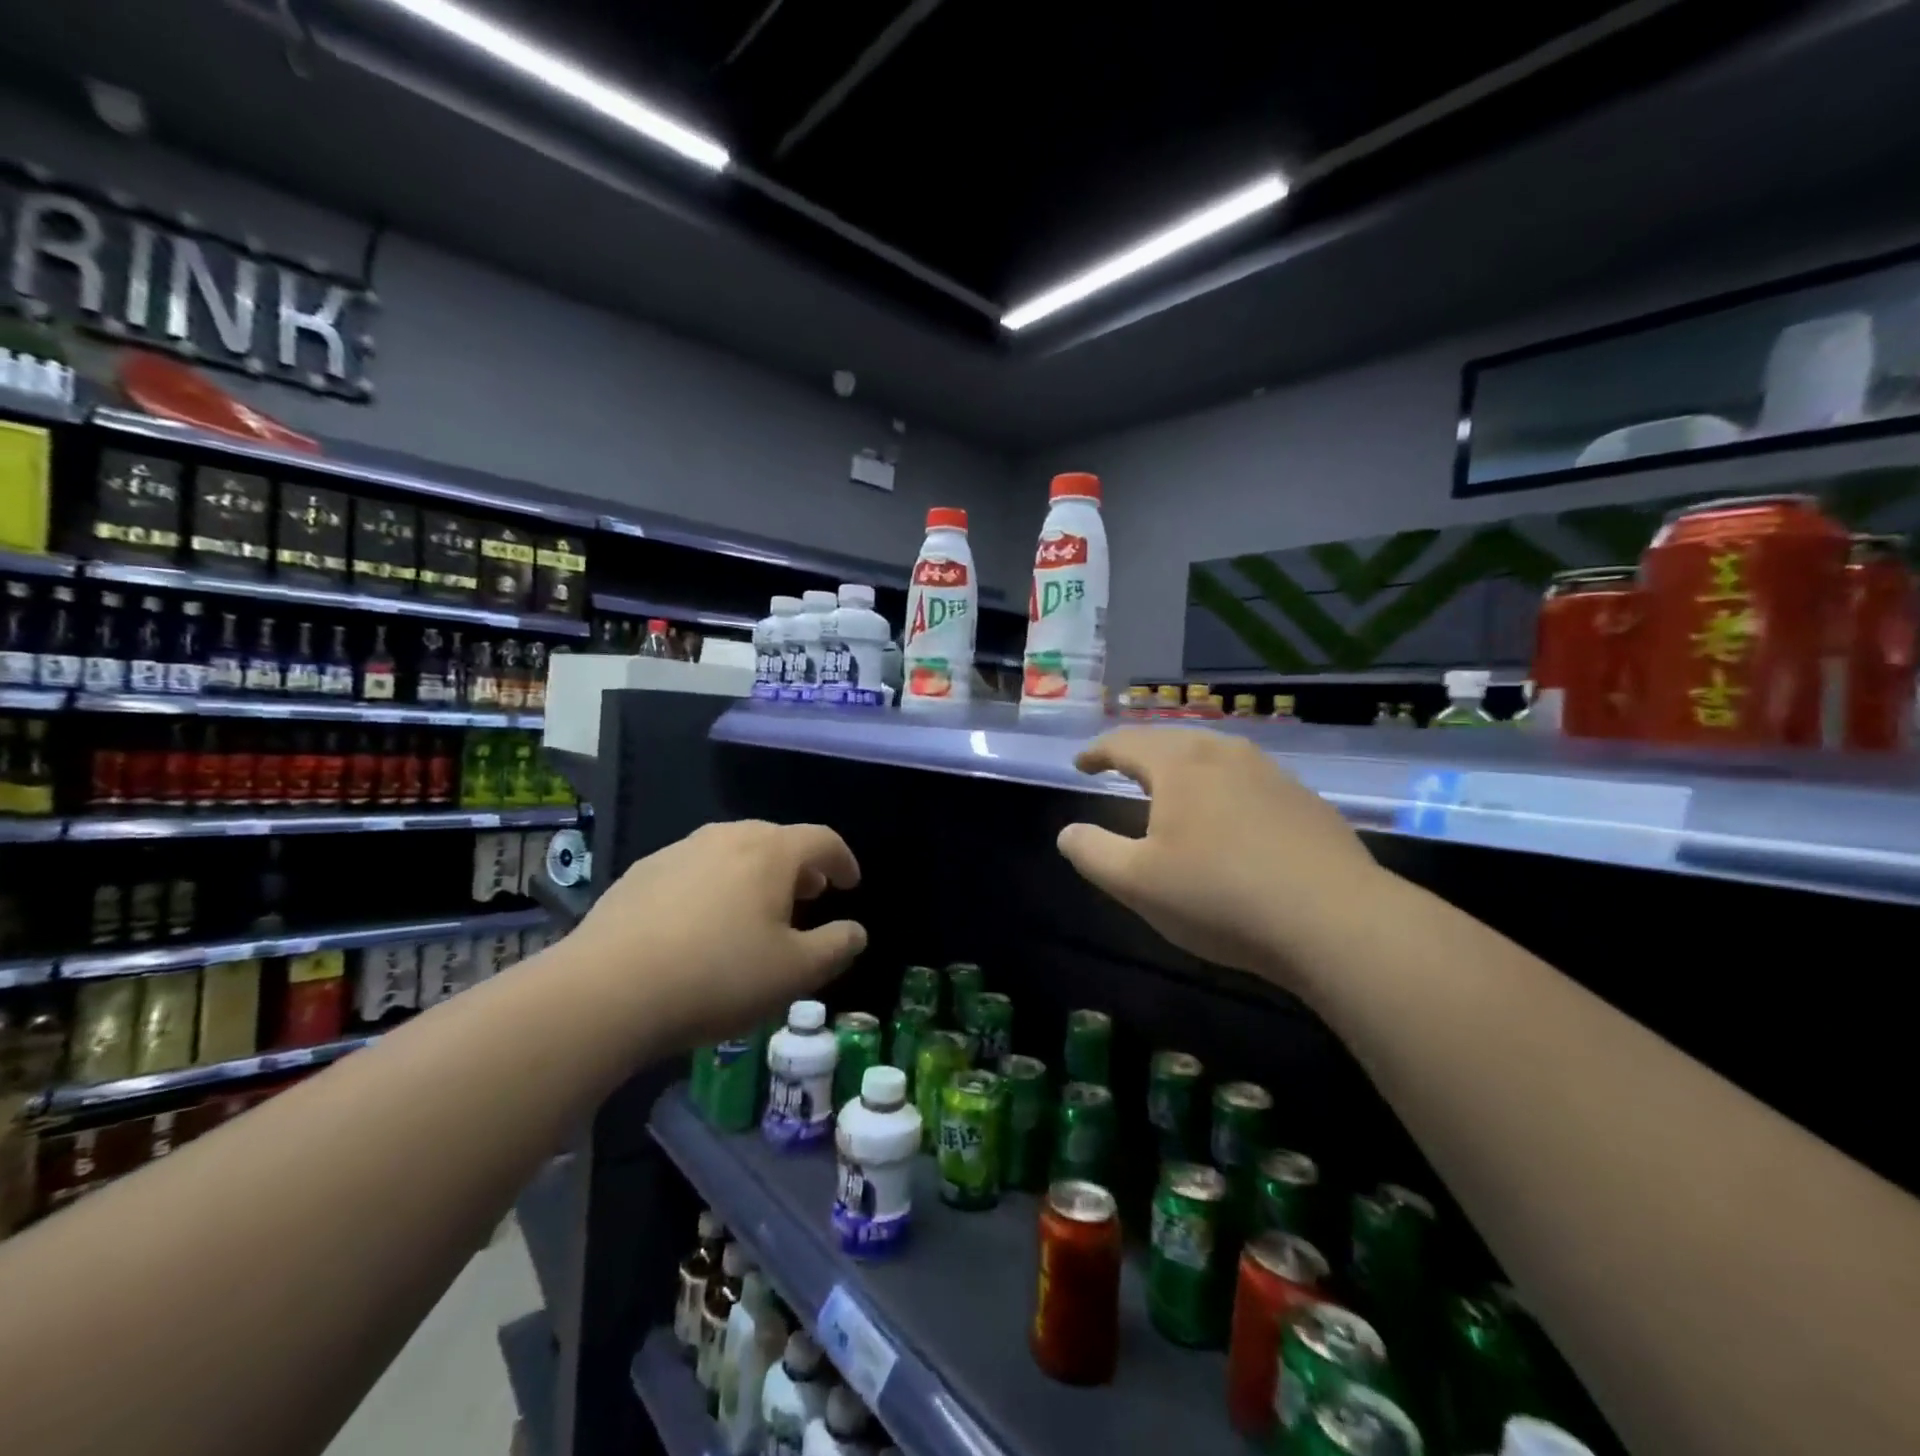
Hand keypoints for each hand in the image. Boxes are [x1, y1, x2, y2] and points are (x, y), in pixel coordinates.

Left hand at [567, 820, 866, 1049]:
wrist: (606, 991)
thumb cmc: (718, 977)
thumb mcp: (795, 973)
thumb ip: (837, 947)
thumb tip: (856, 931)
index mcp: (770, 852)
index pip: (822, 839)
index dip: (843, 859)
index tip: (851, 884)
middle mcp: (726, 837)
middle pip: (775, 840)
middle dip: (799, 866)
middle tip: (809, 895)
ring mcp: (679, 851)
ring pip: (732, 851)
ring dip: (755, 874)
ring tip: (757, 909)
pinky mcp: (641, 873)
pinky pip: (694, 869)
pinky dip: (714, 885)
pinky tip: (701, 924)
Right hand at [1057, 728, 1384, 984]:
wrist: (1335, 921)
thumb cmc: (1219, 896)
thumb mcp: (1135, 882)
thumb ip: (1091, 852)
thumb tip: (1069, 833)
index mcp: (1180, 764)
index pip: (1126, 743)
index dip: (1097, 752)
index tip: (1081, 764)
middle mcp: (1226, 755)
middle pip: (1173, 740)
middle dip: (1140, 752)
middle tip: (1121, 768)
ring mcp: (1273, 774)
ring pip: (1215, 756)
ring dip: (1185, 766)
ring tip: (1172, 787)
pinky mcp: (1306, 802)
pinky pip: (1249, 780)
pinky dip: (1223, 787)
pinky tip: (1230, 818)